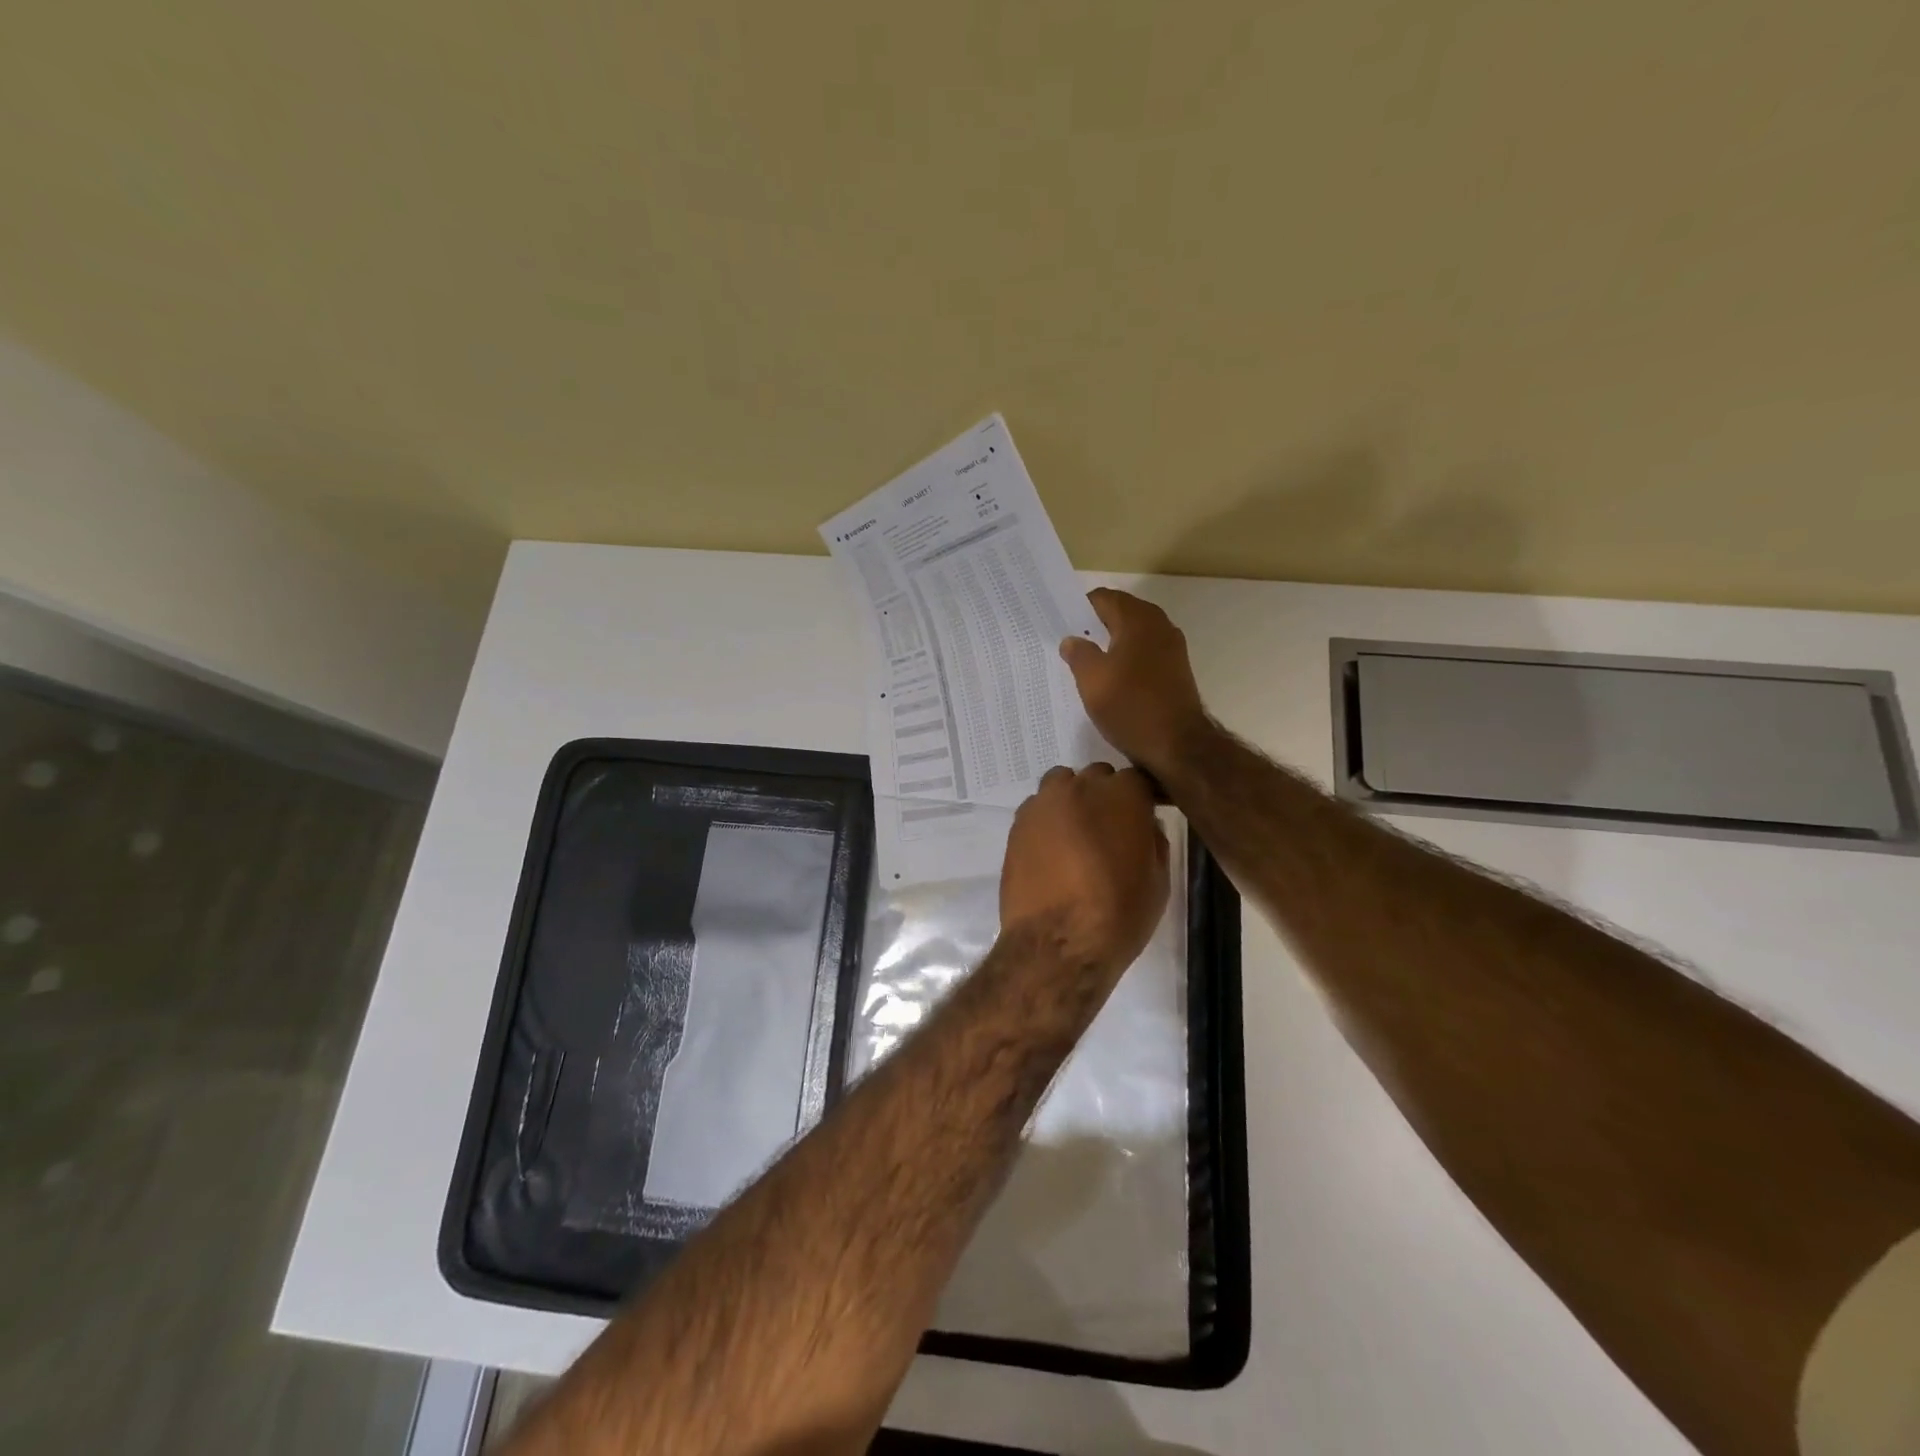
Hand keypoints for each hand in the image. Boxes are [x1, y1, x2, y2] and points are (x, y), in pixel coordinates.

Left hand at [999, 764, 1169, 975]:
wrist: (1057, 944)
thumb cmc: (1119, 914)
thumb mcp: (1158, 880)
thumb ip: (1153, 840)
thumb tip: (1143, 826)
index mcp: (1123, 796)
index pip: (1137, 779)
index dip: (1141, 798)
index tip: (1143, 818)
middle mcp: (1081, 787)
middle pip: (1097, 778)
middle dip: (1105, 797)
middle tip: (1109, 831)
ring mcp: (1044, 803)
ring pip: (1062, 785)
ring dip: (1072, 801)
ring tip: (1077, 836)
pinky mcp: (1017, 824)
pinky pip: (1038, 809)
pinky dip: (1047, 820)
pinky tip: (1051, 850)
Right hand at [1060, 589, 1208, 777]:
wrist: (1178, 745)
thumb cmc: (1131, 707)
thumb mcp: (1092, 680)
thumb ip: (1078, 654)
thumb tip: (1072, 640)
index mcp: (1137, 620)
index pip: (1103, 598)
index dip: (1079, 608)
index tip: (1059, 623)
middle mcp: (1159, 625)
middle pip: (1120, 613)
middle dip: (1095, 624)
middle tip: (1068, 642)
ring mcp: (1172, 648)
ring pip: (1134, 634)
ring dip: (1111, 642)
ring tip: (1085, 661)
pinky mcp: (1176, 670)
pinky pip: (1144, 653)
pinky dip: (1126, 658)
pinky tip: (1111, 678)